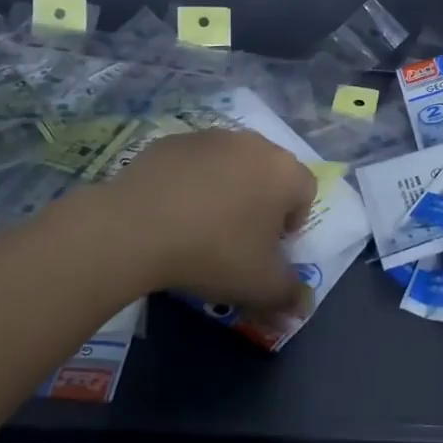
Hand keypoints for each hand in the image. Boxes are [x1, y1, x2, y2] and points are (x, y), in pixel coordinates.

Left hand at [103, 128, 316, 312]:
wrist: (137, 226)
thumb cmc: (214, 252)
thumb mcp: (260, 285)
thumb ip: (289, 294)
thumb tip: (303, 305)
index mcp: (284, 171)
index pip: (306, 192)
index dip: (292, 223)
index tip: (267, 249)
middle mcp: (254, 144)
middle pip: (269, 173)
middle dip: (260, 203)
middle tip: (237, 239)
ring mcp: (212, 136)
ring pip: (231, 164)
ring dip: (226, 189)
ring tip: (200, 225)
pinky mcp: (174, 139)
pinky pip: (195, 162)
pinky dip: (191, 181)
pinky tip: (171, 211)